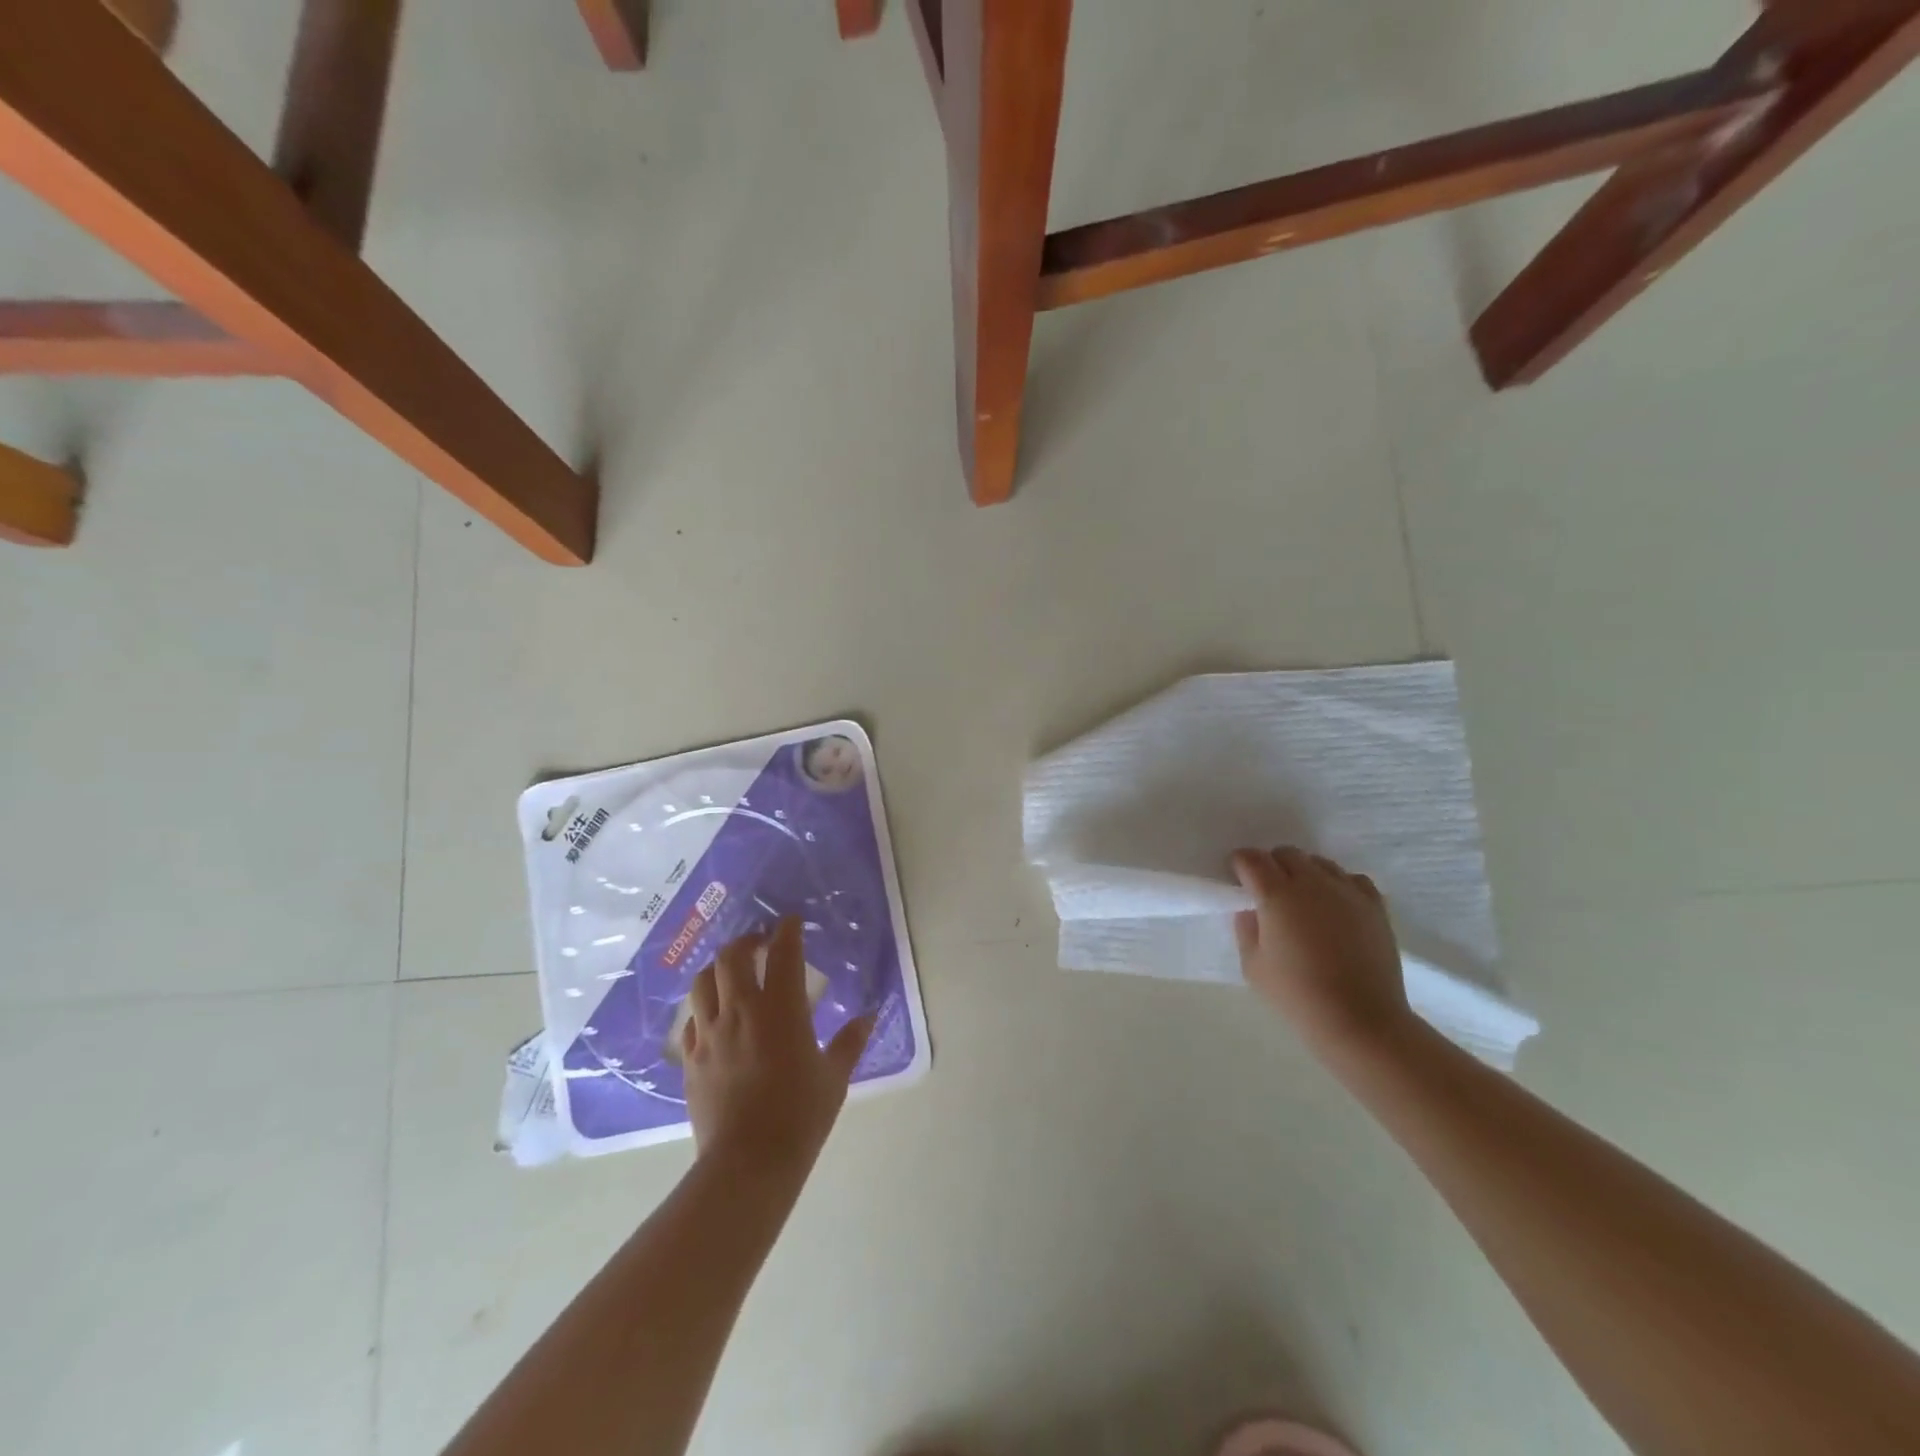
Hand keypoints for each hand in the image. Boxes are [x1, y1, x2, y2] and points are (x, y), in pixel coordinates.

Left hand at [680, 917, 873, 1171]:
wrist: (748, 1164)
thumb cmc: (800, 1117)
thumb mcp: (834, 1078)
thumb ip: (851, 1042)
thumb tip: (869, 1015)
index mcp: (781, 1010)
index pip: (782, 953)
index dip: (787, 931)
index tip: (791, 922)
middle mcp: (741, 1011)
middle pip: (732, 956)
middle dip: (746, 941)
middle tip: (760, 943)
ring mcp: (710, 1034)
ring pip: (703, 981)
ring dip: (718, 967)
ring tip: (731, 971)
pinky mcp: (691, 1059)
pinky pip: (691, 1019)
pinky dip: (703, 1007)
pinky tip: (714, 1016)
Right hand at [1232, 846, 1412, 1060]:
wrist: (1360, 1020)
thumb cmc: (1297, 997)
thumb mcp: (1253, 967)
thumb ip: (1246, 929)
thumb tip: (1251, 909)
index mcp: (1276, 895)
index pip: (1252, 860)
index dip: (1240, 864)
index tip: (1238, 879)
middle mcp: (1311, 883)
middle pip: (1286, 854)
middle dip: (1271, 865)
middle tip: (1268, 892)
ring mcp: (1346, 891)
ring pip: (1319, 863)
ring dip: (1304, 873)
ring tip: (1303, 900)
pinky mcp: (1374, 906)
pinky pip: (1352, 878)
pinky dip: (1338, 884)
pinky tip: (1335, 905)